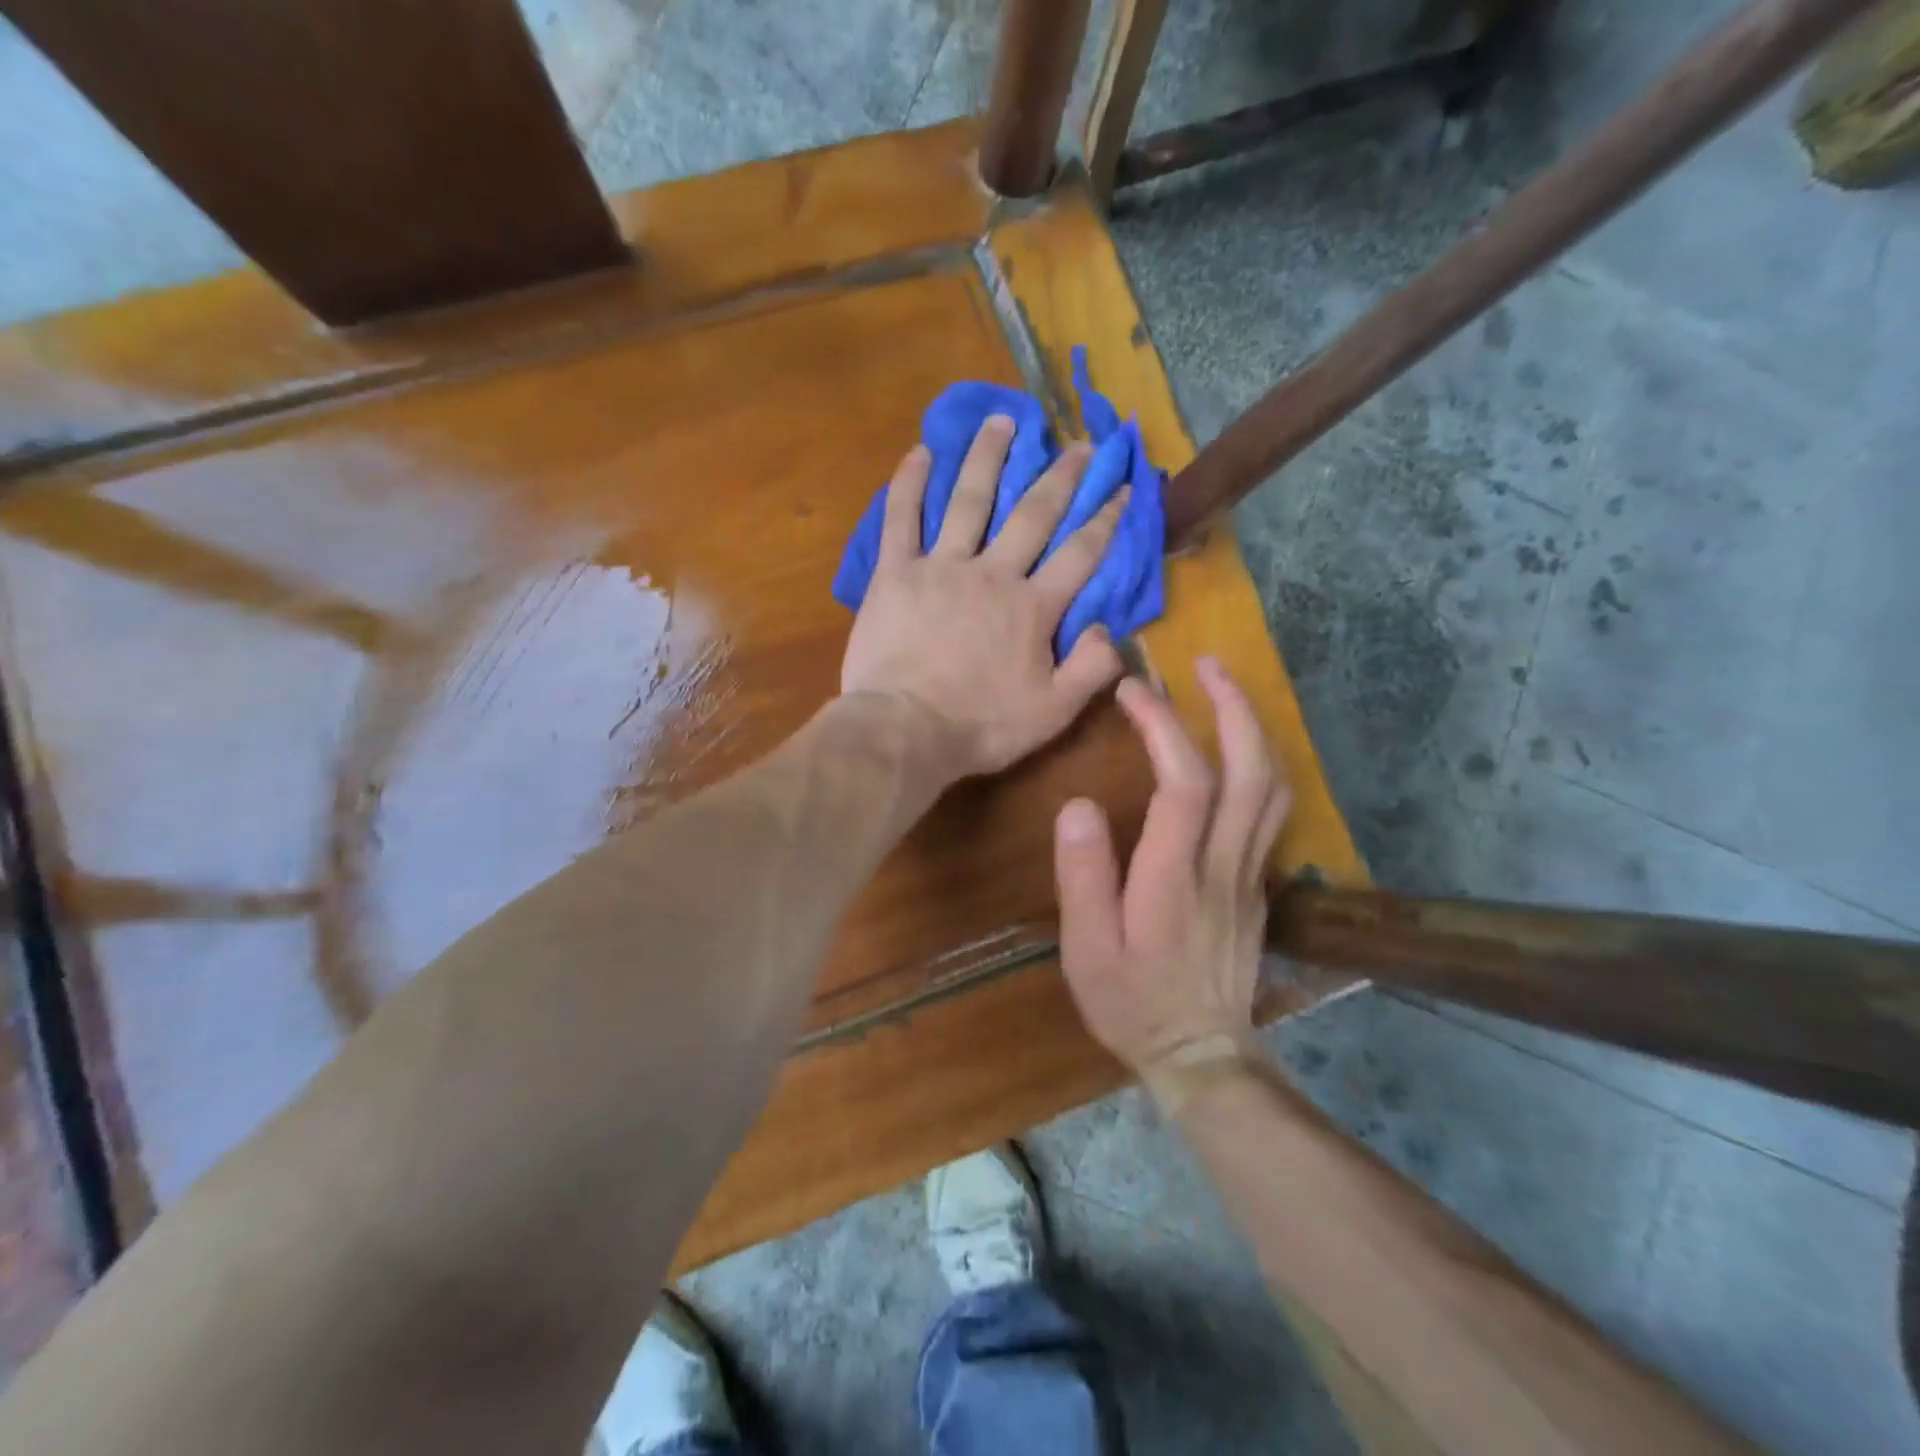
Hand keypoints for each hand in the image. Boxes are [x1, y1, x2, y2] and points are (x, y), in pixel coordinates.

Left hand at [841, 415, 1127, 779]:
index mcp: (1033, 607)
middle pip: (1032, 514)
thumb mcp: (1052, 713)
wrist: (904, 730)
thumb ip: (1091, 670)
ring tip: (1004, 420)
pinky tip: (921, 451)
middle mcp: (992, 573)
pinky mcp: (895, 573)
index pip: (1080, 554)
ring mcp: (940, 567)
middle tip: (1078, 443)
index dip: (1107, 519)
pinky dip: (909, 483)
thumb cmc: (980, 726)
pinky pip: (901, 519)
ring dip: (988, 458)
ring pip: (968, 501)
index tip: (1125, 487)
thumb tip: (1113, 629)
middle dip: (1060, 477)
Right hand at [1053, 658, 1290, 1079]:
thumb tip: (1078, 806)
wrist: (1203, 1054)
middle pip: (1250, 769)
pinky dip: (1258, 764)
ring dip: (1252, 729)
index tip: (1133, 690)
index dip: (1163, 725)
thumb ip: (1083, 876)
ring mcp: (1251, 873)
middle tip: (1206, 664)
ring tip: (1223, 692)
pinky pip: (1271, 810)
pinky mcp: (1257, 884)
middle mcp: (1224, 864)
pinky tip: (1235, 751)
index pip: (1184, 781)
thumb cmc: (1132, 1002)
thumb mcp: (1087, 949)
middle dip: (1232, 706)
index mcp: (1176, 875)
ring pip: (1273, 786)